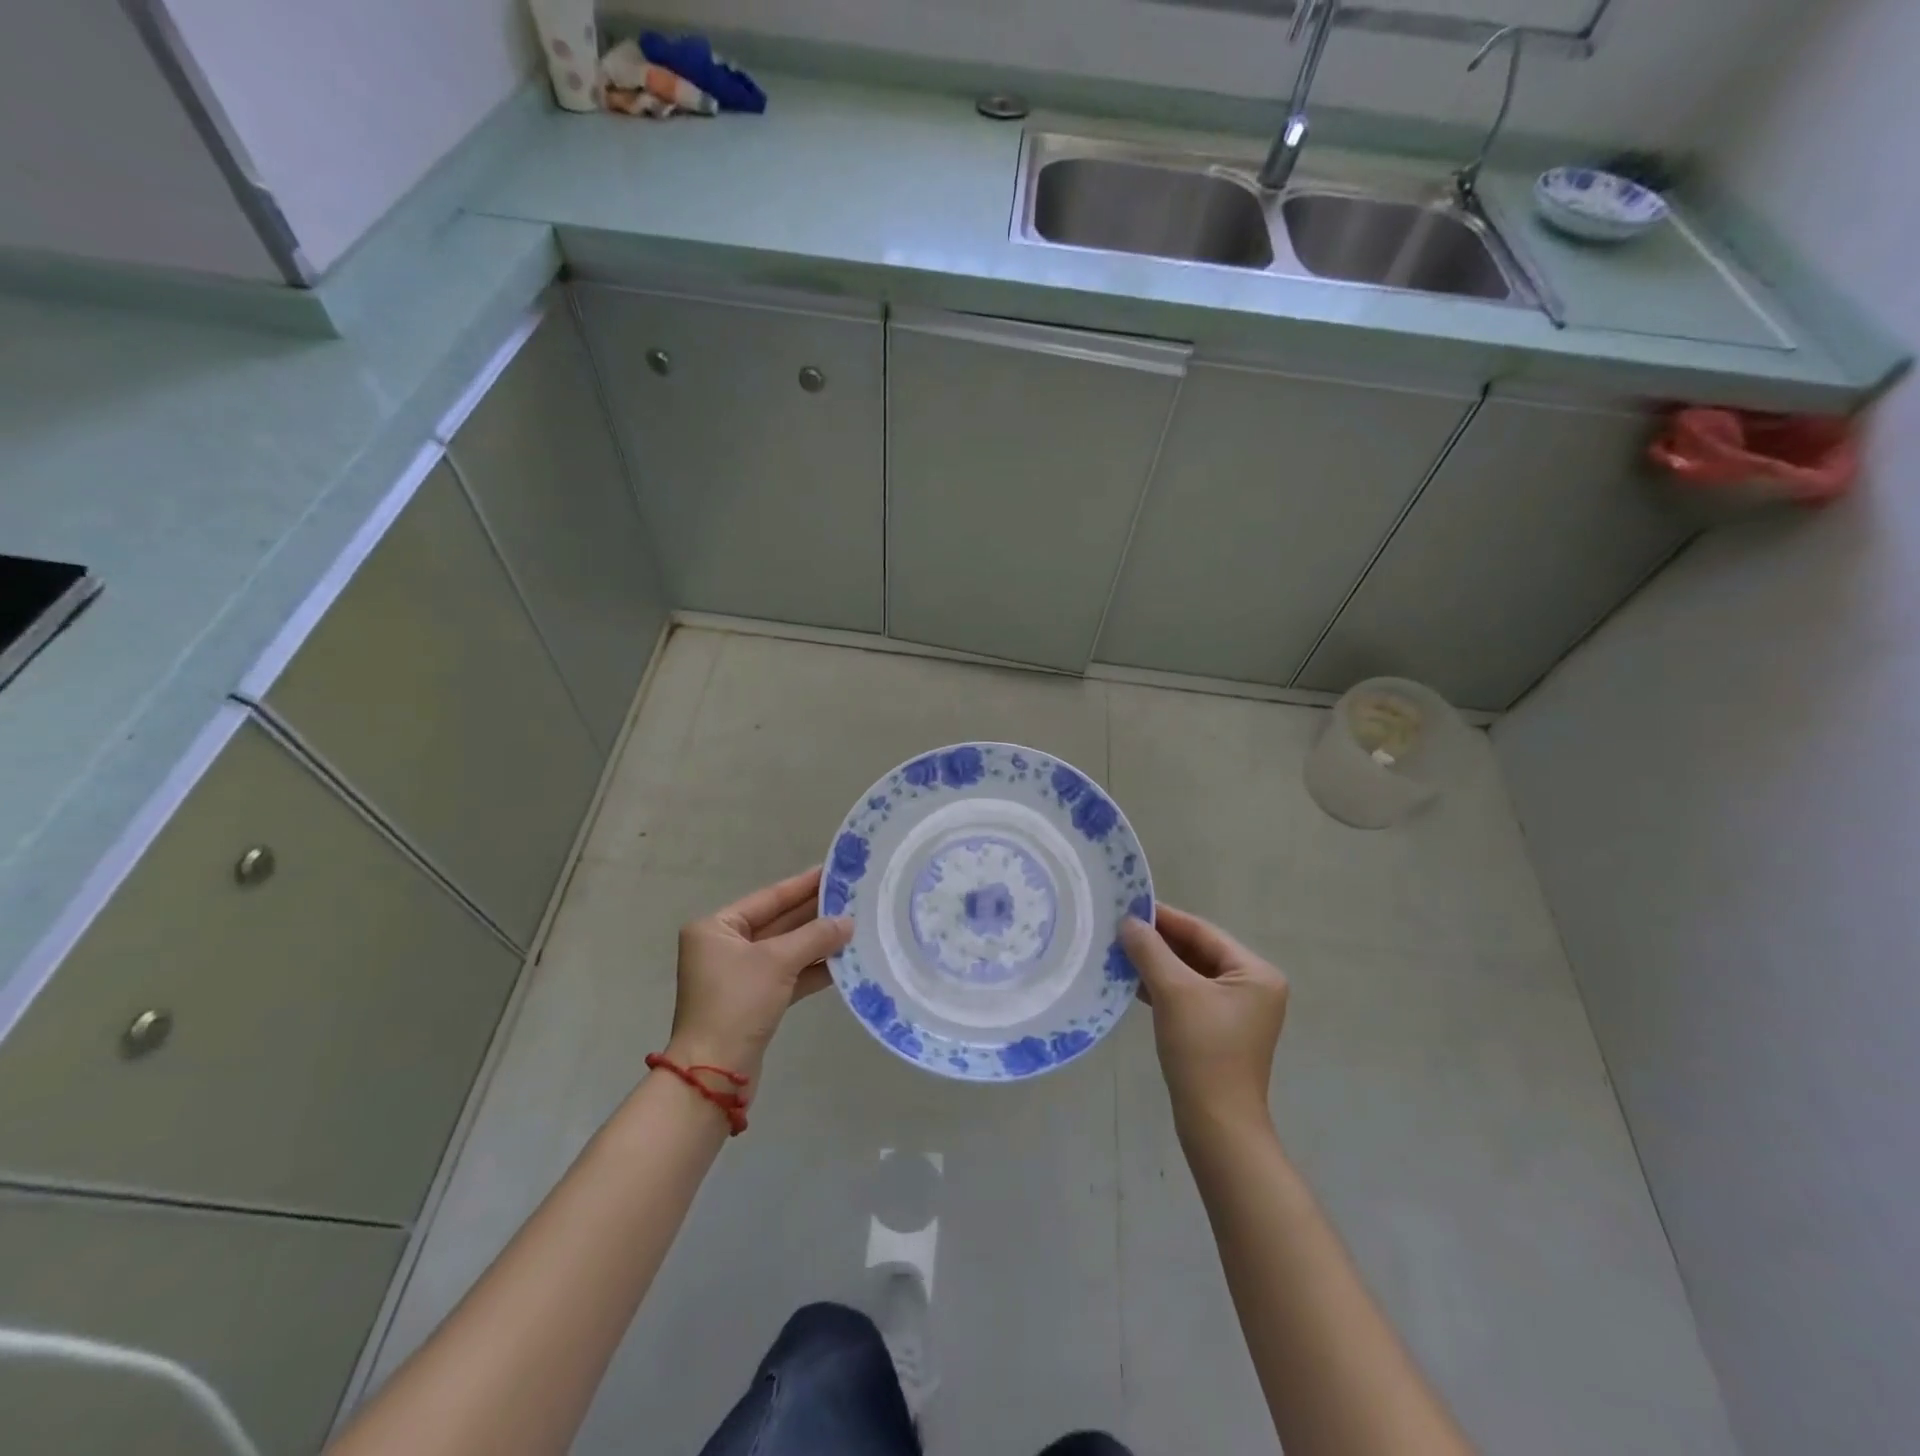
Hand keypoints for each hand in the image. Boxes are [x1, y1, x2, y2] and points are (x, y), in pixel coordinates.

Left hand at [664, 867, 852, 1085]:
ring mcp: (740, 976)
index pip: (768, 898)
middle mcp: (725, 947)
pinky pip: (789, 975)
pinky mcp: (755, 1001)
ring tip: (856, 925)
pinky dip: (813, 969)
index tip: (833, 871)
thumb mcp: (777, 961)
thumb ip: (815, 937)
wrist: (714, 1074)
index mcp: (717, 928)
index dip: (802, 885)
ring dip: (818, 942)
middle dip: (815, 913)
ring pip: (786, 950)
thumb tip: (848, 922)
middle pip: (778, 922)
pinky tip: (844, 961)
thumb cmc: (738, 1003)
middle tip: (853, 897)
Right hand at [1120, 905, 1288, 1132]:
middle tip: (1118, 929)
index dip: (1164, 918)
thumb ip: (1150, 951)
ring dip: (1156, 964)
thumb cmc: (1202, 1051)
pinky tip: (1133, 982)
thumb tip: (1128, 922)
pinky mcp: (1220, 1030)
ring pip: (1190, 974)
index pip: (1202, 932)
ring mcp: (1237, 1011)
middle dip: (1158, 942)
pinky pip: (1188, 995)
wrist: (1217, 1125)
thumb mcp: (1173, 992)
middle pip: (1197, 951)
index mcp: (1255, 973)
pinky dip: (1162, 987)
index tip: (1128, 906)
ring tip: (1119, 952)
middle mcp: (1253, 987)